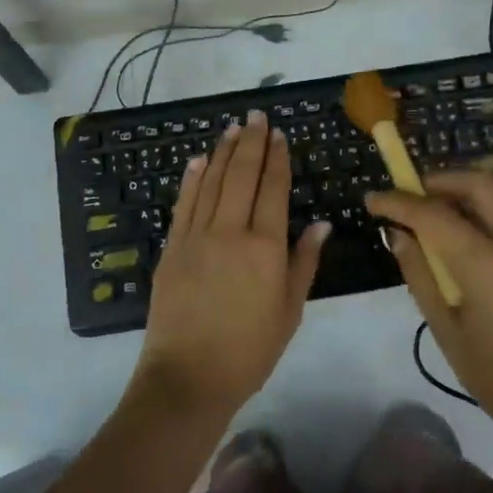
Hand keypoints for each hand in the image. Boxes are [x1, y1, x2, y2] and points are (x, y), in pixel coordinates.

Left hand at [132, 111, 330, 419]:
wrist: (188, 377)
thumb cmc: (249, 350)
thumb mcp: (290, 310)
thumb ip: (304, 262)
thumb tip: (320, 223)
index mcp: (265, 247)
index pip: (273, 189)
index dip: (277, 158)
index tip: (279, 134)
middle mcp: (230, 231)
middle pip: (241, 176)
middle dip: (250, 142)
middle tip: (256, 115)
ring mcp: (196, 236)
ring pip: (211, 183)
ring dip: (222, 152)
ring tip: (232, 128)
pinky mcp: (171, 247)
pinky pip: (183, 204)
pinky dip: (191, 179)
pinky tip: (197, 160)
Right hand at [367, 171, 492, 457]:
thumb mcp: (450, 335)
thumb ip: (421, 278)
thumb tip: (399, 237)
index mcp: (488, 264)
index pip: (433, 214)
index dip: (398, 202)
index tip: (372, 200)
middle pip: (476, 184)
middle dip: (437, 180)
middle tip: (409, 196)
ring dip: (461, 198)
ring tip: (434, 223)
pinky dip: (483, 220)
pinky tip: (469, 250)